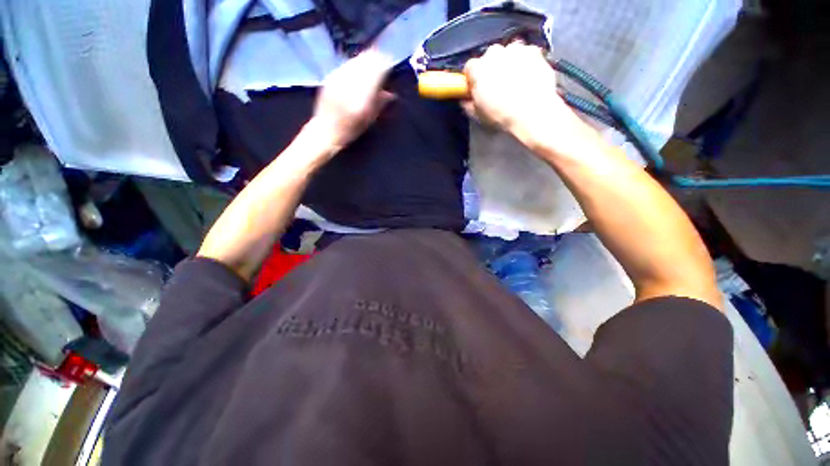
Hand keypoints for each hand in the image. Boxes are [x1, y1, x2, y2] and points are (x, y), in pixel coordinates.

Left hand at [311, 48, 394, 155]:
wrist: (325, 130)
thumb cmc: (351, 129)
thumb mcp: (369, 120)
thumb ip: (380, 104)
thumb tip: (391, 94)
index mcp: (361, 97)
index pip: (375, 72)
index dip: (384, 65)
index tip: (390, 65)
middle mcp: (349, 83)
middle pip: (365, 62)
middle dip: (376, 59)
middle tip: (383, 59)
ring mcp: (338, 78)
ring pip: (356, 60)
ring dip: (365, 59)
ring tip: (372, 61)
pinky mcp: (330, 76)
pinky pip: (347, 64)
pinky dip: (355, 64)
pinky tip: (358, 69)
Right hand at [464, 42, 597, 156]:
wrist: (532, 112)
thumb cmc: (501, 115)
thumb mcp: (478, 115)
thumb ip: (468, 105)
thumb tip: (465, 100)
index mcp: (478, 69)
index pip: (469, 67)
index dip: (472, 78)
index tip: (476, 87)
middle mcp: (494, 53)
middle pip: (489, 57)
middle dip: (491, 68)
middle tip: (497, 85)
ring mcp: (515, 49)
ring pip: (508, 53)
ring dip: (509, 63)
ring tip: (514, 81)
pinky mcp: (533, 50)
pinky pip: (526, 54)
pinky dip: (526, 62)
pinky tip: (528, 77)